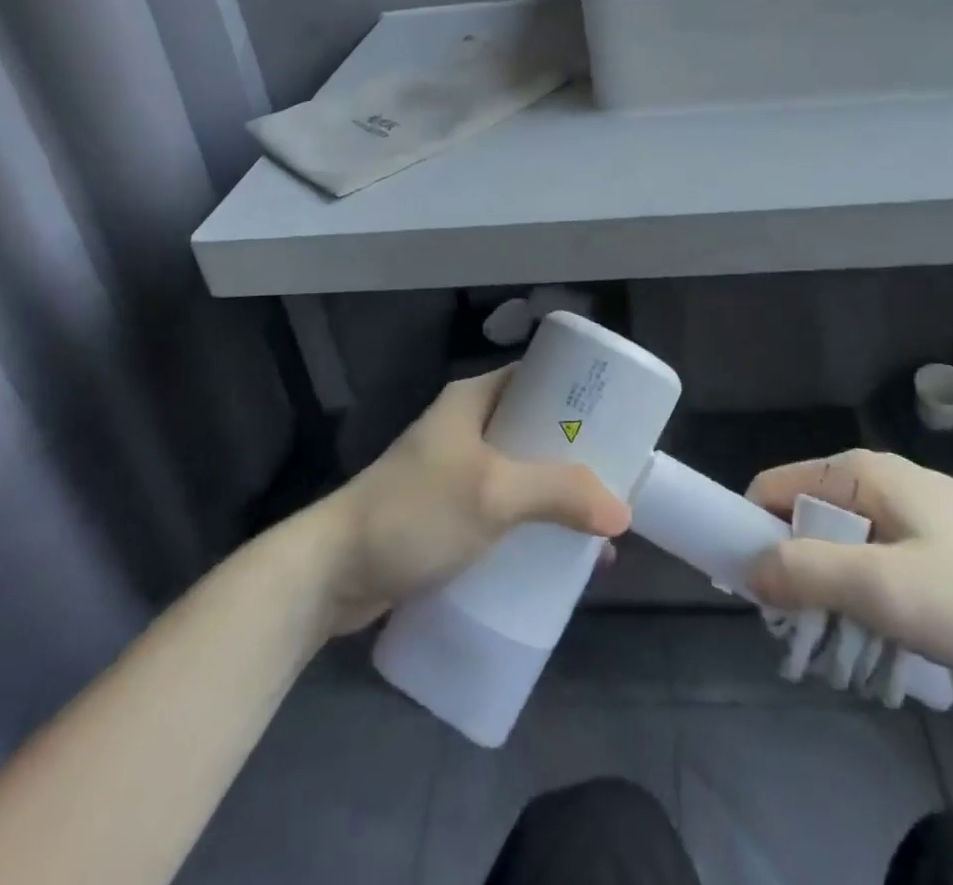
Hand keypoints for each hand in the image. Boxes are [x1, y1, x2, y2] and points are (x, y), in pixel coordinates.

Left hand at [314, 366, 630, 633]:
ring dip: (556, 497)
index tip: (618, 421)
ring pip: (522, 475)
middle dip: (576, 456)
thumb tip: (621, 512)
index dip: (577, 394)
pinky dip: (531, 525)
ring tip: (597, 527)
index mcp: (473, 400)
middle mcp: (466, 428)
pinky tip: (556, 557)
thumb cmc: (414, 512)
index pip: (537, 378)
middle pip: (535, 430)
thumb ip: (558, 494)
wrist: (331, 573)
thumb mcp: (492, 493)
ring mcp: (455, 473)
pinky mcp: (447, 515)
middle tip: (617, 479)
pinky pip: (503, 511)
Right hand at [744, 449, 952, 681]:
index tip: (758, 601)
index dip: (751, 537)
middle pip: (804, 523)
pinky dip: (874, 601)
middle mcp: (875, 479)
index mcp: (855, 473)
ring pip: (843, 550)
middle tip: (816, 643)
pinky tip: (900, 644)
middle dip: (799, 581)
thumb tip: (748, 571)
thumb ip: (807, 574)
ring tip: (862, 655)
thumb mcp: (886, 589)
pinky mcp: (938, 539)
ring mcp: (910, 508)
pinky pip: (879, 563)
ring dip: (839, 600)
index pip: (769, 490)